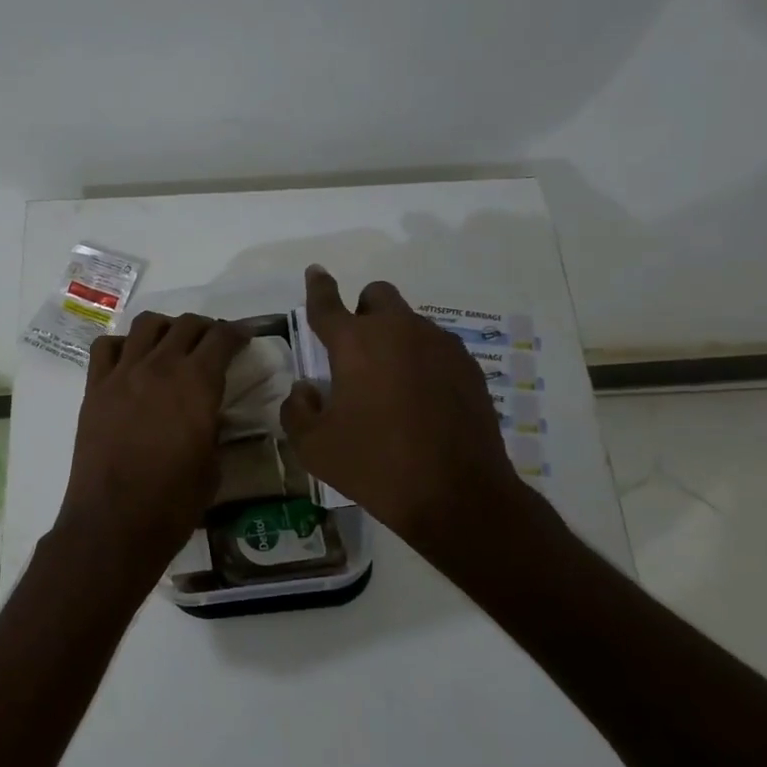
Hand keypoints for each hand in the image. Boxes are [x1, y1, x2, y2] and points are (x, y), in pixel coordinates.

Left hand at [54, 312, 245, 597]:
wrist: (115, 523)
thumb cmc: (173, 503)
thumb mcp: (212, 464)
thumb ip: (212, 426)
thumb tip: (208, 412)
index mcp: (197, 384)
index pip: (222, 339)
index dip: (237, 333)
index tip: (244, 336)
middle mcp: (160, 367)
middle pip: (186, 325)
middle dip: (206, 328)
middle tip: (213, 342)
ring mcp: (123, 374)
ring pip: (147, 325)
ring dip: (166, 328)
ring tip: (172, 344)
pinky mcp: (95, 388)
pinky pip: (106, 347)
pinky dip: (123, 345)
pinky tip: (131, 361)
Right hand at [281, 266, 530, 562]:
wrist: (457, 494)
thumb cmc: (375, 466)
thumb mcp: (314, 446)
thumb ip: (297, 409)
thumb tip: (307, 388)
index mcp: (355, 343)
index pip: (328, 303)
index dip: (318, 286)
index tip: (315, 271)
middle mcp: (399, 331)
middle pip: (378, 295)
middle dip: (363, 310)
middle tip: (355, 350)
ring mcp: (440, 346)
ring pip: (410, 322)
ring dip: (393, 339)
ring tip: (390, 385)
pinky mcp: (468, 367)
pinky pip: (436, 348)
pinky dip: (421, 361)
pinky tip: (420, 400)